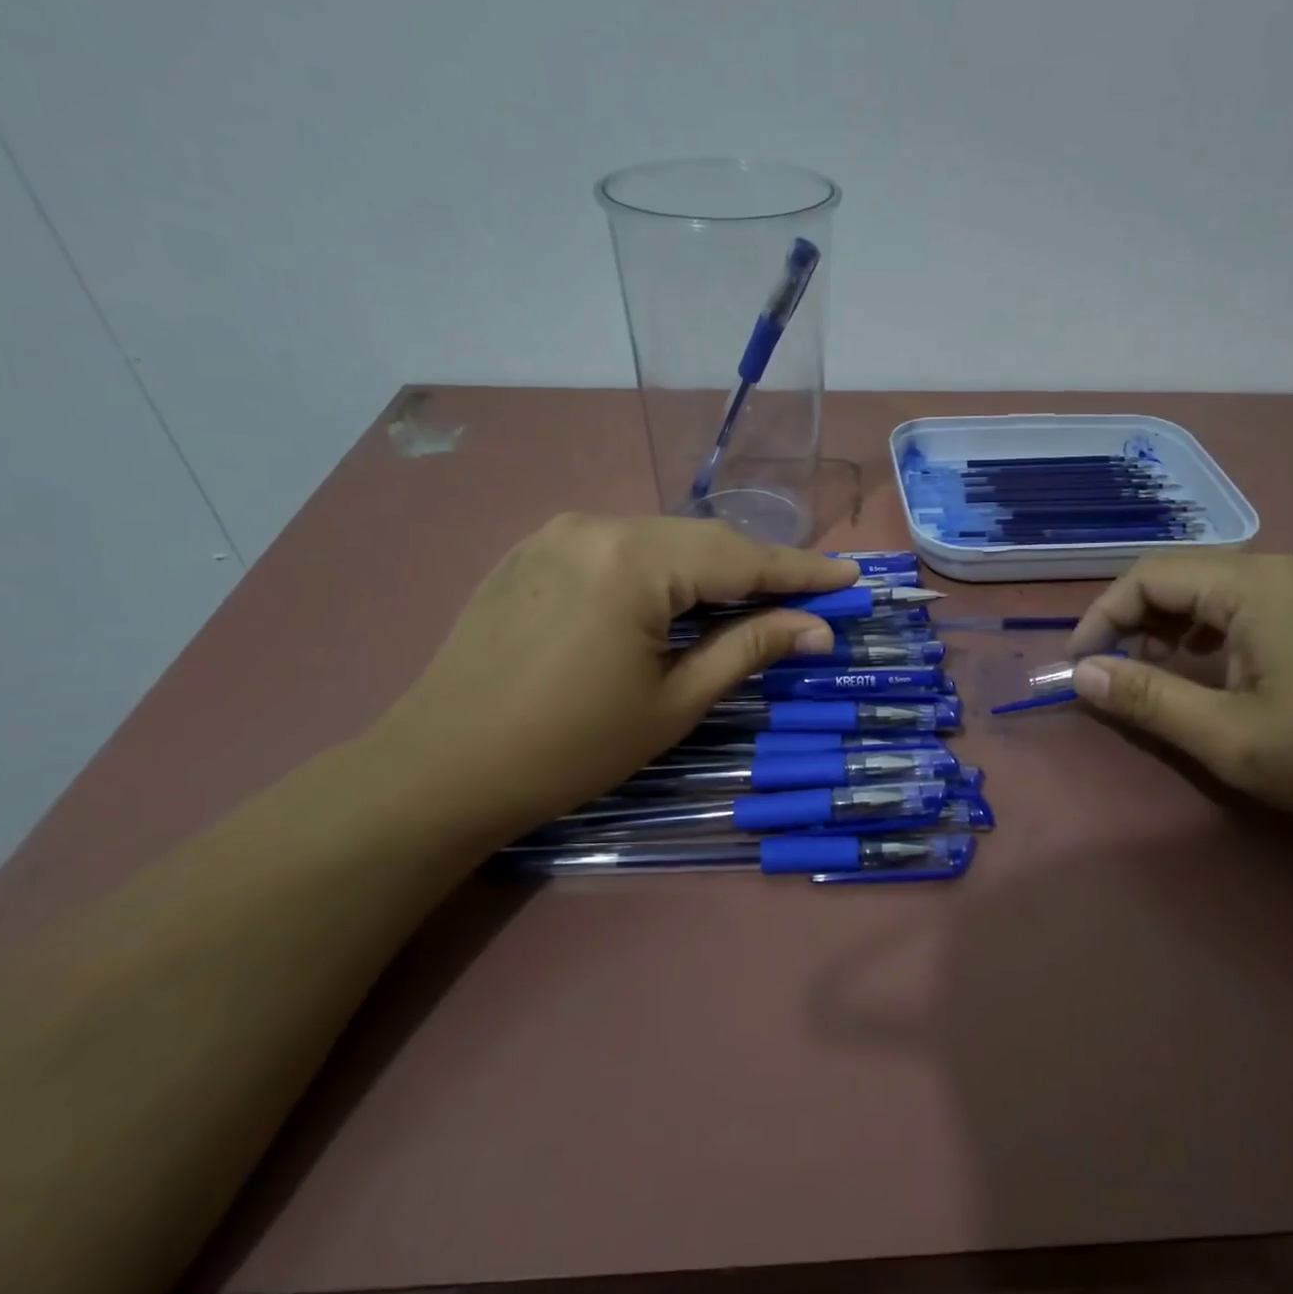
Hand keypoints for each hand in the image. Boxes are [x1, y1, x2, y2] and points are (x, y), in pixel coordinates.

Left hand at [370, 514, 857, 842]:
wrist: (441, 769)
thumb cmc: (570, 747)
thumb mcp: (674, 703)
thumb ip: (749, 649)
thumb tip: (818, 628)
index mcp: (634, 560)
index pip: (741, 558)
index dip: (802, 570)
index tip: (851, 575)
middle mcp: (597, 524)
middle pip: (703, 540)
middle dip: (759, 569)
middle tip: (810, 596)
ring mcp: (558, 532)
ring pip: (661, 540)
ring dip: (710, 569)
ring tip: (753, 600)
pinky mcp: (534, 550)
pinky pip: (619, 548)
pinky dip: (662, 569)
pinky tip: (678, 598)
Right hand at [1067, 553, 1292, 824]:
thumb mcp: (1229, 736)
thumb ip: (1148, 699)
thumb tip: (1082, 674)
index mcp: (1254, 585)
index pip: (1149, 576)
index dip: (1102, 616)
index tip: (1080, 664)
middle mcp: (1277, 568)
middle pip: (1177, 574)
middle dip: (1131, 619)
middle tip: (1112, 671)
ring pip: (1207, 587)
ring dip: (1166, 624)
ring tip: (1153, 672)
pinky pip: (1239, 602)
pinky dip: (1203, 629)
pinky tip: (1205, 667)